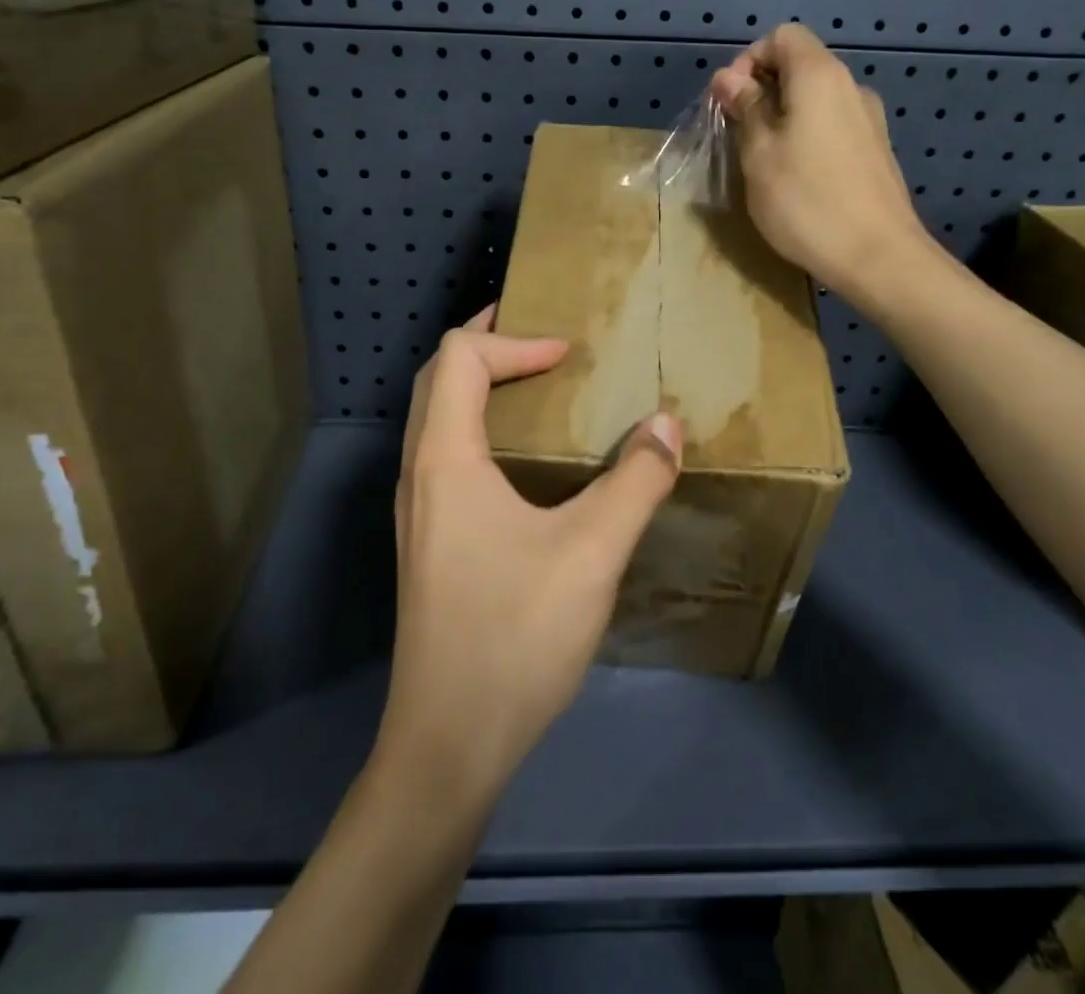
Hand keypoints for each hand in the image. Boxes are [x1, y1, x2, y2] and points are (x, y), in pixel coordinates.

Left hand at [379, 307, 683, 802]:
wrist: (448, 745)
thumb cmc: (514, 637)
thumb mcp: (592, 554)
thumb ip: (635, 482)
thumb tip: (666, 424)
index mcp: (445, 458)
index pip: (459, 357)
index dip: (514, 340)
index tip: (568, 357)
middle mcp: (419, 473)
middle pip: (438, 378)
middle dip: (488, 344)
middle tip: (543, 340)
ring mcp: (419, 510)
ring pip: (437, 418)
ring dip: (480, 386)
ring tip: (539, 389)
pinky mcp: (429, 541)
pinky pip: (447, 455)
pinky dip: (481, 427)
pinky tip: (528, 463)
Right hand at [710, 23, 938, 314]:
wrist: (878, 257)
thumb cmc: (807, 202)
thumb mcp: (759, 154)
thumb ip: (745, 108)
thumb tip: (727, 77)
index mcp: (820, 76)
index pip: (782, 37)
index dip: (748, 60)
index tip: (731, 103)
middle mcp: (850, 86)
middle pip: (800, 65)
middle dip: (761, 90)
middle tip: (738, 134)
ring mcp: (868, 119)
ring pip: (815, 98)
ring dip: (782, 116)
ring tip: (763, 160)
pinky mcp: (875, 150)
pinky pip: (832, 124)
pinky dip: (806, 135)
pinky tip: (796, 176)